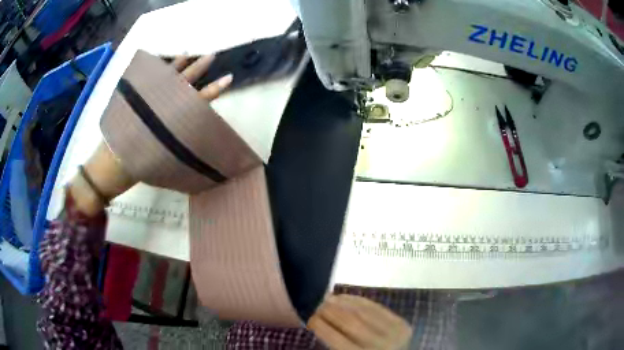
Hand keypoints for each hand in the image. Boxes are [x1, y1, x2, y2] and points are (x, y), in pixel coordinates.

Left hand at [69, 54, 232, 215]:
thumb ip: (178, 142)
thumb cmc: (136, 167)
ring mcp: (142, 100)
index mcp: (167, 118)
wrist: (108, 166)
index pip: (194, 101)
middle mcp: (156, 104)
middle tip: (211, 55)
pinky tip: (156, 64)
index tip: (228, 78)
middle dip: (197, 68)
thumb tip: (194, 134)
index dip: (212, 90)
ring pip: (162, 77)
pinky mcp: (130, 100)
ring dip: (176, 65)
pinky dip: (152, 71)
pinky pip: (144, 80)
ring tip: (187, 53)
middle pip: (180, 82)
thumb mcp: (161, 159)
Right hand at [308, 294, 412, 349]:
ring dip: (342, 303)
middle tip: (316, 302)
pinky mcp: (402, 323)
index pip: (337, 339)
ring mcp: (394, 332)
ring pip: (363, 312)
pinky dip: (359, 301)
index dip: (320, 326)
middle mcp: (380, 344)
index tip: (308, 316)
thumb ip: (335, 343)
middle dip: (330, 310)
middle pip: (350, 322)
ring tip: (327, 297)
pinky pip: (376, 308)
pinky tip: (345, 298)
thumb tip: (315, 320)